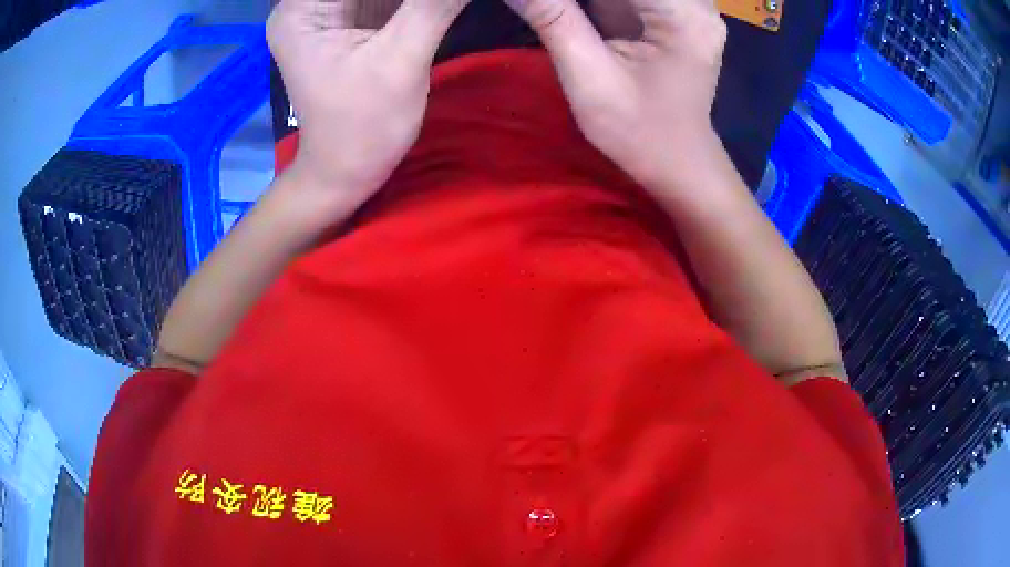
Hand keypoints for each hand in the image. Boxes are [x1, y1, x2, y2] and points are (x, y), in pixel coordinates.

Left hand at [267, 0, 467, 213]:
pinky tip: (433, 9)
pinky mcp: (347, 21)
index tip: (430, 1)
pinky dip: (411, 2)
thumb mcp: (400, 60)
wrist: (346, 172)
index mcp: (302, 9)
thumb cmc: (363, 128)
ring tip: (438, 8)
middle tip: (442, 5)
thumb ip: (433, 5)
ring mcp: (326, 11)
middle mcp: (306, 3)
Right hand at [504, 0, 726, 189]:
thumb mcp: (589, 79)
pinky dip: (597, 1)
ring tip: (565, 14)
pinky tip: (575, 11)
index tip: (543, 2)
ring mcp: (690, 4)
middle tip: (551, 8)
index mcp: (684, 15)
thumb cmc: (638, 133)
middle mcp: (697, 2)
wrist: (678, 161)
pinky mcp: (676, 10)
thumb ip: (552, 19)